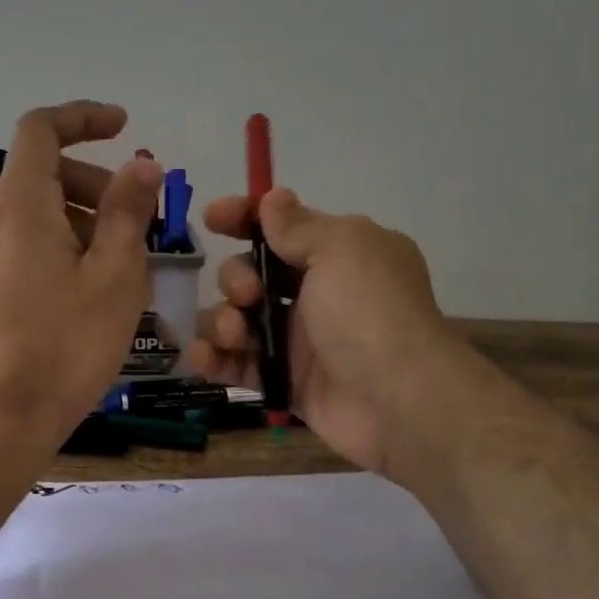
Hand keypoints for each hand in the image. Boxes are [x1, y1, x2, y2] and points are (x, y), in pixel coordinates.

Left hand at [0, 101, 162, 458]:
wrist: (0, 418)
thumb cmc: (66, 345)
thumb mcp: (115, 275)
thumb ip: (128, 211)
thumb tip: (142, 164)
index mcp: (20, 204)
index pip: (41, 129)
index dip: (83, 117)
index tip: (124, 128)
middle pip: (44, 172)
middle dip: (96, 183)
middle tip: (139, 223)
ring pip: (36, 212)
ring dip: (83, 219)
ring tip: (122, 266)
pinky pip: (23, 243)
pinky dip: (60, 245)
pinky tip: (89, 291)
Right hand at [183, 189, 464, 474]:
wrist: (396, 400)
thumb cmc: (369, 312)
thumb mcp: (340, 249)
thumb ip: (298, 226)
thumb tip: (273, 197)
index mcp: (338, 254)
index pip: (281, 227)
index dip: (244, 218)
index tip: (212, 219)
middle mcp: (316, 293)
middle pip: (251, 273)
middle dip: (236, 278)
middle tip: (248, 295)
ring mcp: (297, 339)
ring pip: (237, 318)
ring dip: (221, 320)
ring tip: (232, 335)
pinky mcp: (281, 380)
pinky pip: (236, 363)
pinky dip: (213, 358)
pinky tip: (202, 357)